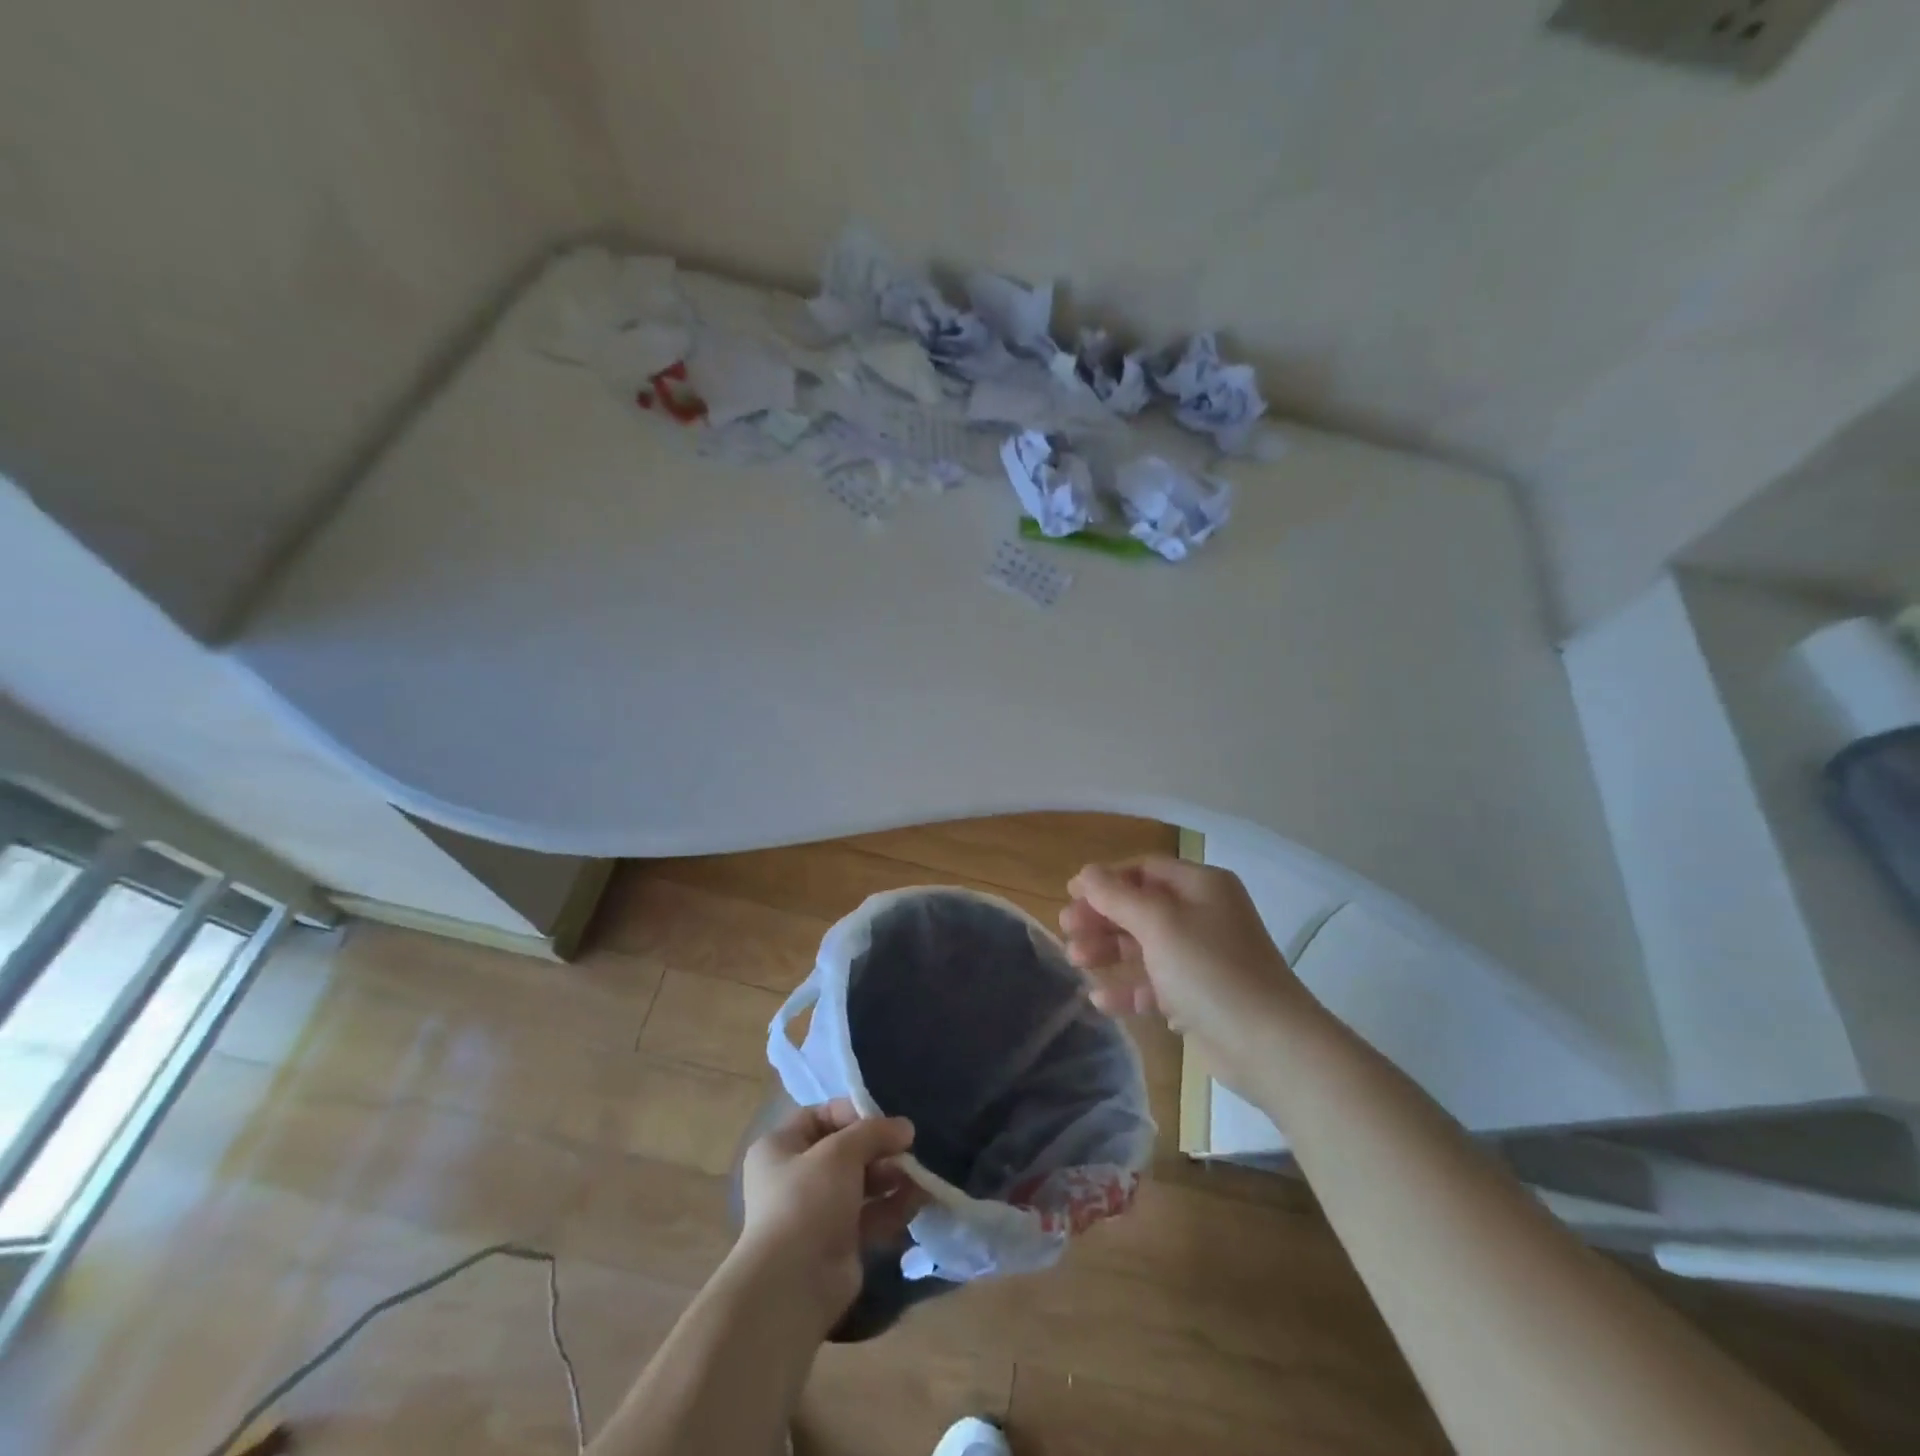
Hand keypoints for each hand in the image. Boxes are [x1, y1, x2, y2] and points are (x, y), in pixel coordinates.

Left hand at [736, 1100, 922, 1328]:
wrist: (792, 1286)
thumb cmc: (807, 1200)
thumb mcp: (841, 1151)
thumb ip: (874, 1132)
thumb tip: (905, 1127)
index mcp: (781, 1147)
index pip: (820, 1116)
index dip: (854, 1113)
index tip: (886, 1120)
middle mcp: (795, 1177)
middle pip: (845, 1151)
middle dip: (880, 1149)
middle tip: (910, 1149)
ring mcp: (817, 1212)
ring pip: (861, 1184)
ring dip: (892, 1176)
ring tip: (921, 1175)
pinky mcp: (838, 1243)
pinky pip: (870, 1215)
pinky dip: (893, 1206)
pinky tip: (920, 1199)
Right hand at [1060, 856, 1316, 1080]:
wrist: (1270, 1046)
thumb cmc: (1210, 970)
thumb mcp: (1158, 924)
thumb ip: (1117, 896)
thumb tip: (1086, 873)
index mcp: (1201, 887)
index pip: (1145, 870)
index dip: (1105, 880)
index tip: (1069, 895)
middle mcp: (1204, 915)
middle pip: (1141, 907)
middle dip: (1102, 917)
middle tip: (1067, 931)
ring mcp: (1202, 958)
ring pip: (1145, 946)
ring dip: (1109, 951)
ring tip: (1076, 962)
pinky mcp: (1199, 997)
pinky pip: (1156, 984)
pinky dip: (1129, 988)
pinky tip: (1101, 1001)